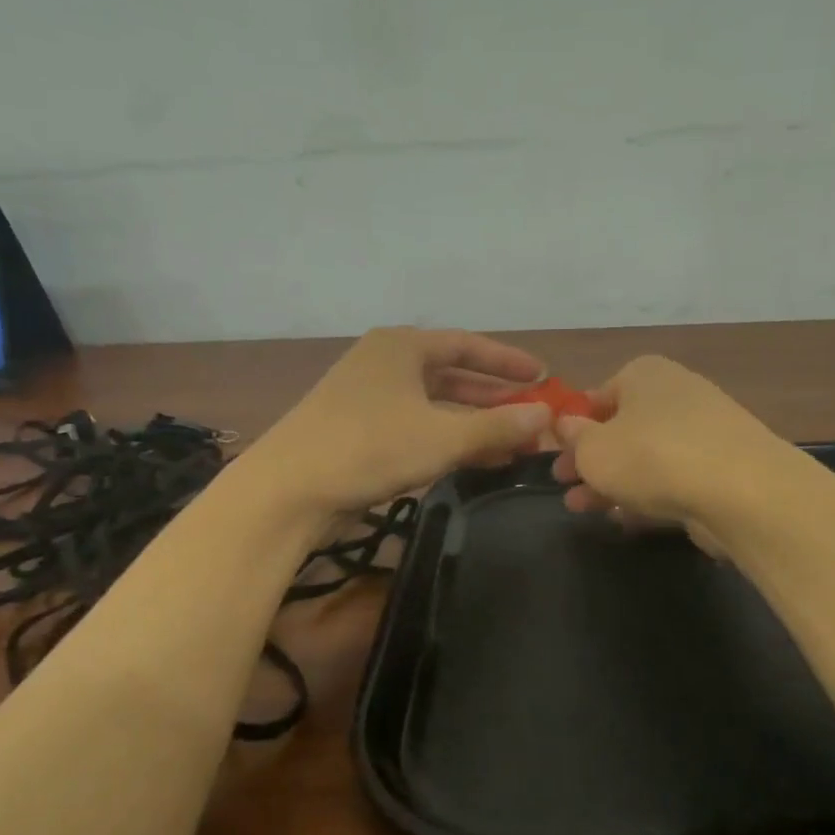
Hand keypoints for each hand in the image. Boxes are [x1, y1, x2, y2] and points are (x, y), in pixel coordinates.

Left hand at [243, 328, 554, 514]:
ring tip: (514, 442)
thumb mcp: (442, 436)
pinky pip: (417, 426)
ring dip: (473, 422)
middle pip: (452, 374)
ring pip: (435, 405)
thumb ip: (496, 426)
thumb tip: (546, 415)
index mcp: (401, 347)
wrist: (288, 490)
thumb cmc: (370, 447)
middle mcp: (384, 364)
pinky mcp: (359, 431)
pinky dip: (448, 439)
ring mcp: (368, 398)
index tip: (542, 375)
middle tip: (532, 412)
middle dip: (494, 396)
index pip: (467, 345)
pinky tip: (475, 460)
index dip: (508, 361)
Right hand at [551, 355, 781, 551]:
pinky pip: (672, 480)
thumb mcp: (594, 449)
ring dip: (612, 482)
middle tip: (563, 485)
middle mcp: (676, 394)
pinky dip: (646, 496)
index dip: (572, 425)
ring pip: (645, 457)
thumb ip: (575, 439)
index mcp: (644, 374)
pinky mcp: (721, 470)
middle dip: (589, 459)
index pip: (597, 394)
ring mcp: (703, 432)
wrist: (741, 491)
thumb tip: (568, 427)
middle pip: (621, 428)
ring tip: (583, 509)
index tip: (554, 454)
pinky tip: (623, 519)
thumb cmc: (652, 456)